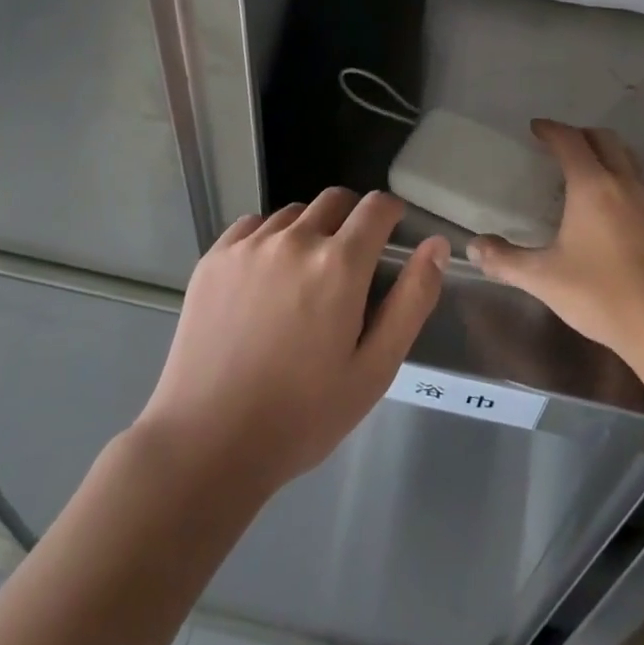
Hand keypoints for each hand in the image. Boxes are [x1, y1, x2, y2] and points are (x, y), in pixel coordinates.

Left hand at [138, 188, 448, 493]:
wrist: (207, 444)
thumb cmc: (302, 415)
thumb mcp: (375, 369)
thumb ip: (412, 300)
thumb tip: (435, 245)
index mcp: (339, 264)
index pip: (377, 206)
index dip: (392, 213)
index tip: (392, 233)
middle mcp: (295, 239)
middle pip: (335, 200)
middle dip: (353, 219)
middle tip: (350, 265)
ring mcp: (250, 245)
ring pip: (294, 213)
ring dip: (310, 230)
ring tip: (304, 278)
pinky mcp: (215, 257)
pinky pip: (253, 225)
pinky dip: (269, 239)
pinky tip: (265, 279)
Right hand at [468, 121, 643, 362]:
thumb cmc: (602, 295)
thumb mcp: (544, 279)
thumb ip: (506, 260)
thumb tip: (473, 247)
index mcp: (593, 186)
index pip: (570, 141)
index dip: (551, 130)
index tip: (536, 128)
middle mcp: (625, 184)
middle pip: (605, 140)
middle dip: (580, 134)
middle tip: (560, 145)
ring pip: (629, 160)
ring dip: (607, 154)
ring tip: (587, 172)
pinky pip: (642, 186)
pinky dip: (623, 181)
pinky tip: (613, 211)